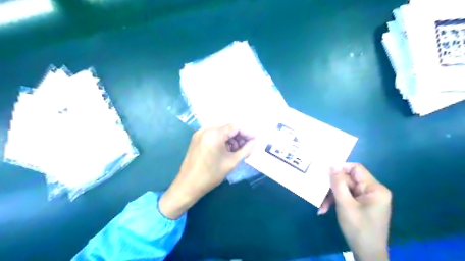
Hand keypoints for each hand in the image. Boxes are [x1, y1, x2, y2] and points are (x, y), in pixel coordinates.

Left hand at [159, 125, 253, 218]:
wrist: (188, 185)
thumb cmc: (211, 175)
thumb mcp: (231, 163)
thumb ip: (245, 150)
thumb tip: (255, 142)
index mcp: (214, 135)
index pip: (235, 127)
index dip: (246, 133)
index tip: (254, 140)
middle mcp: (206, 130)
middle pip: (228, 128)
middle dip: (239, 136)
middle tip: (246, 147)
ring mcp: (199, 133)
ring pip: (221, 131)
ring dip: (231, 138)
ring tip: (236, 151)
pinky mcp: (196, 138)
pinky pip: (213, 135)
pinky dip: (222, 140)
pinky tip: (226, 150)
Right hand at [319, 163, 389, 260]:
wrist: (368, 254)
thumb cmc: (358, 228)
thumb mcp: (345, 204)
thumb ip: (338, 183)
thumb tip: (332, 165)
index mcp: (375, 188)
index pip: (355, 168)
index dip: (339, 169)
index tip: (325, 174)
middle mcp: (373, 190)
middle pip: (348, 180)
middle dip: (333, 188)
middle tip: (319, 194)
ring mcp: (368, 198)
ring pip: (345, 189)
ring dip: (332, 197)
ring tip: (322, 207)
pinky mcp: (363, 205)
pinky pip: (347, 197)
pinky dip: (337, 202)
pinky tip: (325, 209)